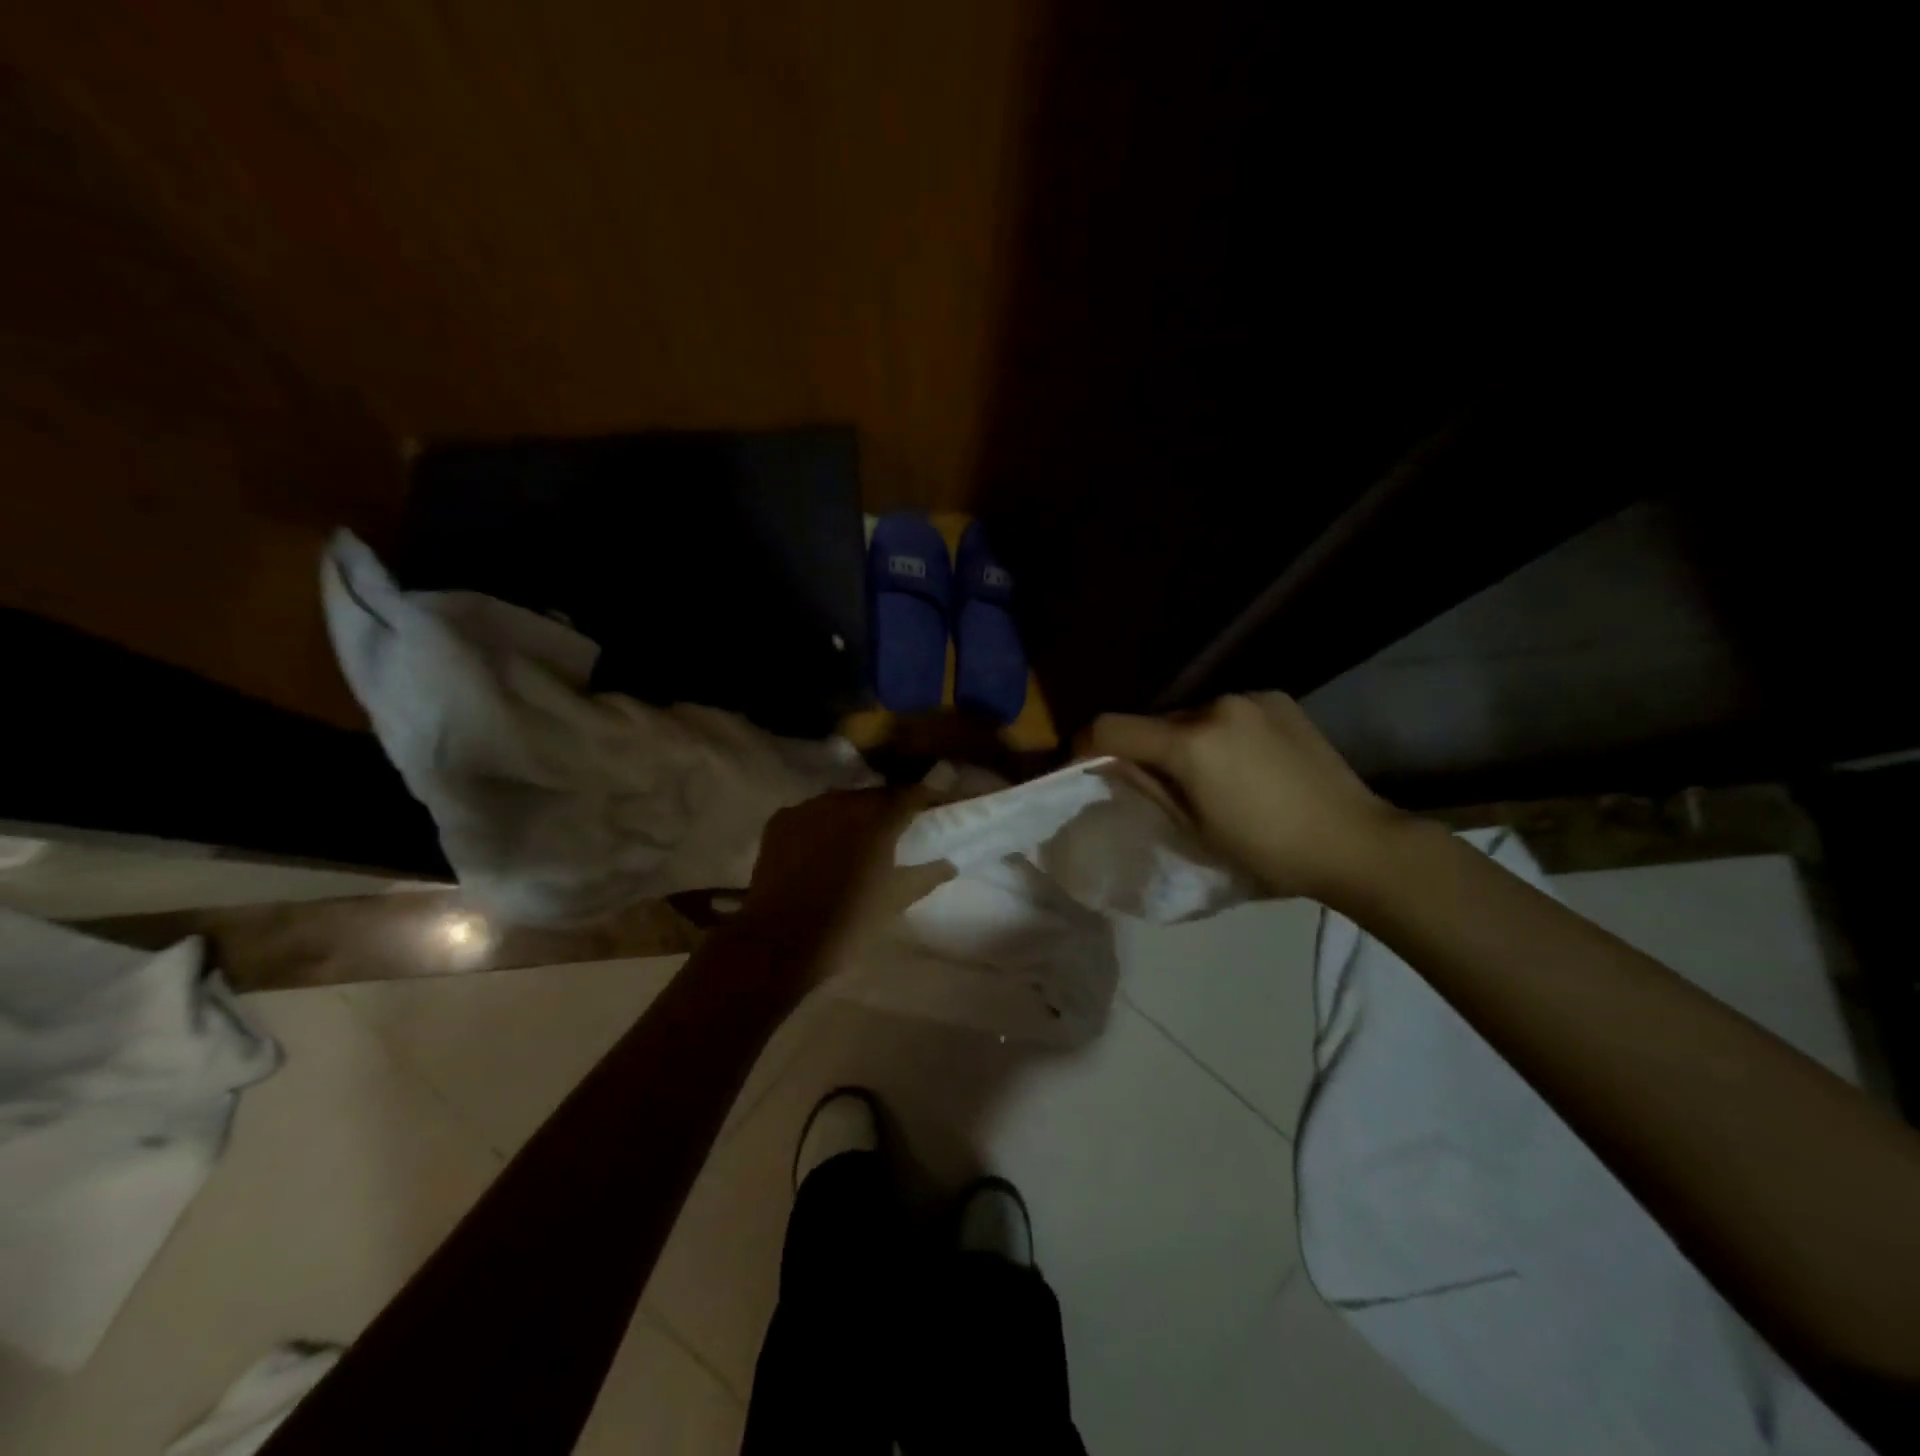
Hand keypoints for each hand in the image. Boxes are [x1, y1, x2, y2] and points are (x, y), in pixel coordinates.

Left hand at [736, 788, 954, 977]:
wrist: (779, 941)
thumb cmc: (848, 923)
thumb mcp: (895, 902)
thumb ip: (926, 876)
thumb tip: (949, 864)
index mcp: (879, 819)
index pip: (911, 794)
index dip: (925, 798)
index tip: (934, 807)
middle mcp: (844, 802)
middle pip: (874, 795)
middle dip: (887, 808)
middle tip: (895, 831)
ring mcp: (808, 807)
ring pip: (840, 802)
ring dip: (852, 815)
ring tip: (855, 840)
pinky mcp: (780, 820)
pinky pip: (810, 814)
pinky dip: (820, 825)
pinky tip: (820, 848)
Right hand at [1083, 693, 1404, 899]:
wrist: (1355, 842)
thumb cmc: (1268, 852)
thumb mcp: (1195, 829)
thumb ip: (1148, 787)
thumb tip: (1115, 765)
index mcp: (1191, 743)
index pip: (1111, 727)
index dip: (1085, 745)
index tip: (1084, 765)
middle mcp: (1216, 706)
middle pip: (1155, 722)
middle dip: (1147, 748)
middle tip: (1160, 785)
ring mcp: (1251, 698)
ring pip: (1193, 716)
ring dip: (1187, 740)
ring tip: (1213, 777)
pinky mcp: (1278, 699)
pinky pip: (1229, 712)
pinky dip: (1222, 733)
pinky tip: (1249, 763)